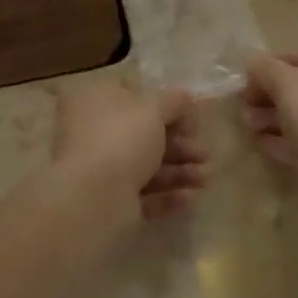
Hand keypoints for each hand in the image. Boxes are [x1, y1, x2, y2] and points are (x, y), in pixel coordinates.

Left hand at [52, 81, 208, 219]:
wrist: (95, 198)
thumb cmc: (122, 139)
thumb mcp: (152, 109)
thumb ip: (172, 101)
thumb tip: (184, 95)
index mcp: (93, 101)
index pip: (130, 95)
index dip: (163, 105)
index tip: (190, 115)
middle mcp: (91, 132)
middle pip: (142, 135)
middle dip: (180, 144)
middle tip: (205, 152)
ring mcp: (98, 169)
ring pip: (146, 166)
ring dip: (180, 170)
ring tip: (206, 177)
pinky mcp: (109, 202)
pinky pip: (143, 195)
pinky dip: (167, 195)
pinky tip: (191, 197)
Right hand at [243, 49, 297, 187]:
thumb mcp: (289, 84)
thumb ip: (267, 69)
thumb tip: (255, 63)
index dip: (283, 60)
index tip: (255, 73)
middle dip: (272, 94)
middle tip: (244, 103)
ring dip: (273, 117)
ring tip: (247, 124)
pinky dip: (284, 141)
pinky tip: (261, 144)